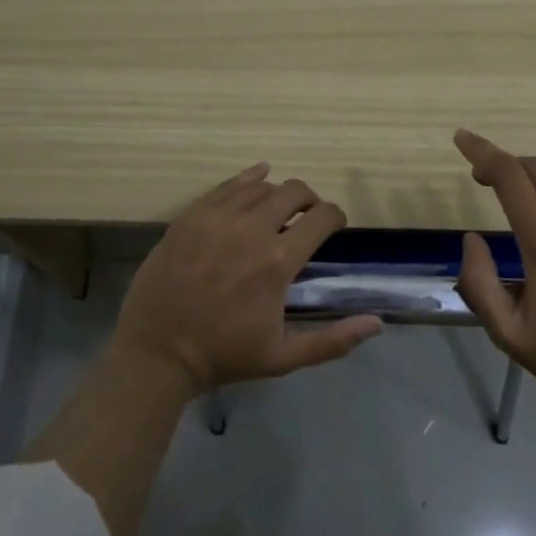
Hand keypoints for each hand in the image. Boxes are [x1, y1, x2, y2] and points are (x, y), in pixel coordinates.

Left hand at [114, 162, 383, 393]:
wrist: (158, 352)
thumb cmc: (224, 355)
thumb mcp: (283, 357)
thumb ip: (333, 340)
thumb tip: (377, 323)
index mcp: (277, 262)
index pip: (321, 217)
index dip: (335, 217)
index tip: (334, 226)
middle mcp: (251, 229)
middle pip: (294, 191)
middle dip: (309, 200)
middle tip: (306, 217)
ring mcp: (216, 218)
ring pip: (260, 185)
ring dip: (277, 194)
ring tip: (276, 211)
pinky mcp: (190, 216)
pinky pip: (226, 185)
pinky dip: (247, 179)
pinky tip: (256, 178)